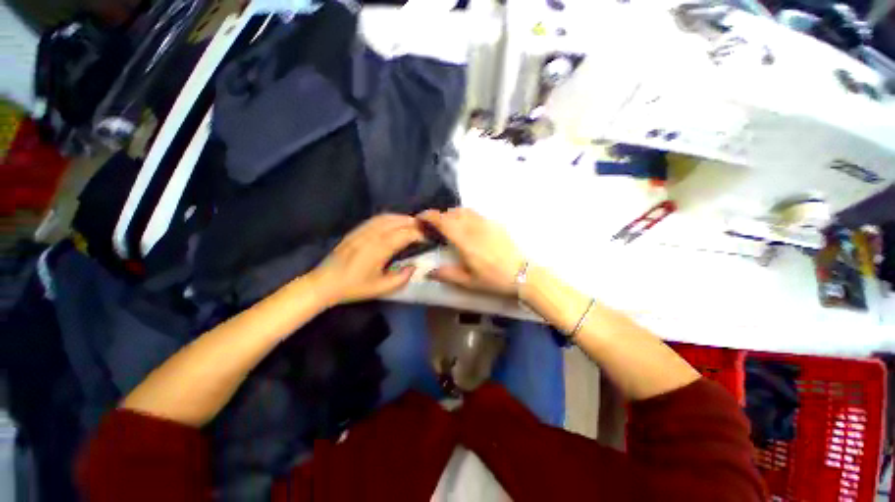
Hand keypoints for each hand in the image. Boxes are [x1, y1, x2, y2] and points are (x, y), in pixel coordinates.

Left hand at [311, 214, 423, 305]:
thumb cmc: (354, 287)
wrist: (325, 283)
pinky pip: (376, 218)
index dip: (419, 234)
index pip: (405, 234)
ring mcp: (363, 230)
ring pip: (387, 217)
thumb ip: (401, 278)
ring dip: (403, 218)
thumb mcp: (381, 288)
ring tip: (413, 224)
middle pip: (397, 222)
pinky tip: (395, 223)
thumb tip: (414, 267)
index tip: (429, 239)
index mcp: (379, 248)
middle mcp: (372, 235)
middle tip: (425, 229)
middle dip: (414, 223)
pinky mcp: (356, 230)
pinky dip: (390, 218)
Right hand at [417, 208, 523, 295]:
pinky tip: (469, 227)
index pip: (443, 221)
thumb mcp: (468, 282)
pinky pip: (476, 214)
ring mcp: (486, 223)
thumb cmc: (493, 279)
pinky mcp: (495, 224)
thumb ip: (446, 274)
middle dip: (440, 216)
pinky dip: (466, 215)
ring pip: (465, 210)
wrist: (522, 274)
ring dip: (453, 214)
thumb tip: (429, 272)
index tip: (420, 218)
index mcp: (464, 240)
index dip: (429, 216)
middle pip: (452, 213)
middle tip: (435, 227)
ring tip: (451, 225)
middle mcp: (474, 227)